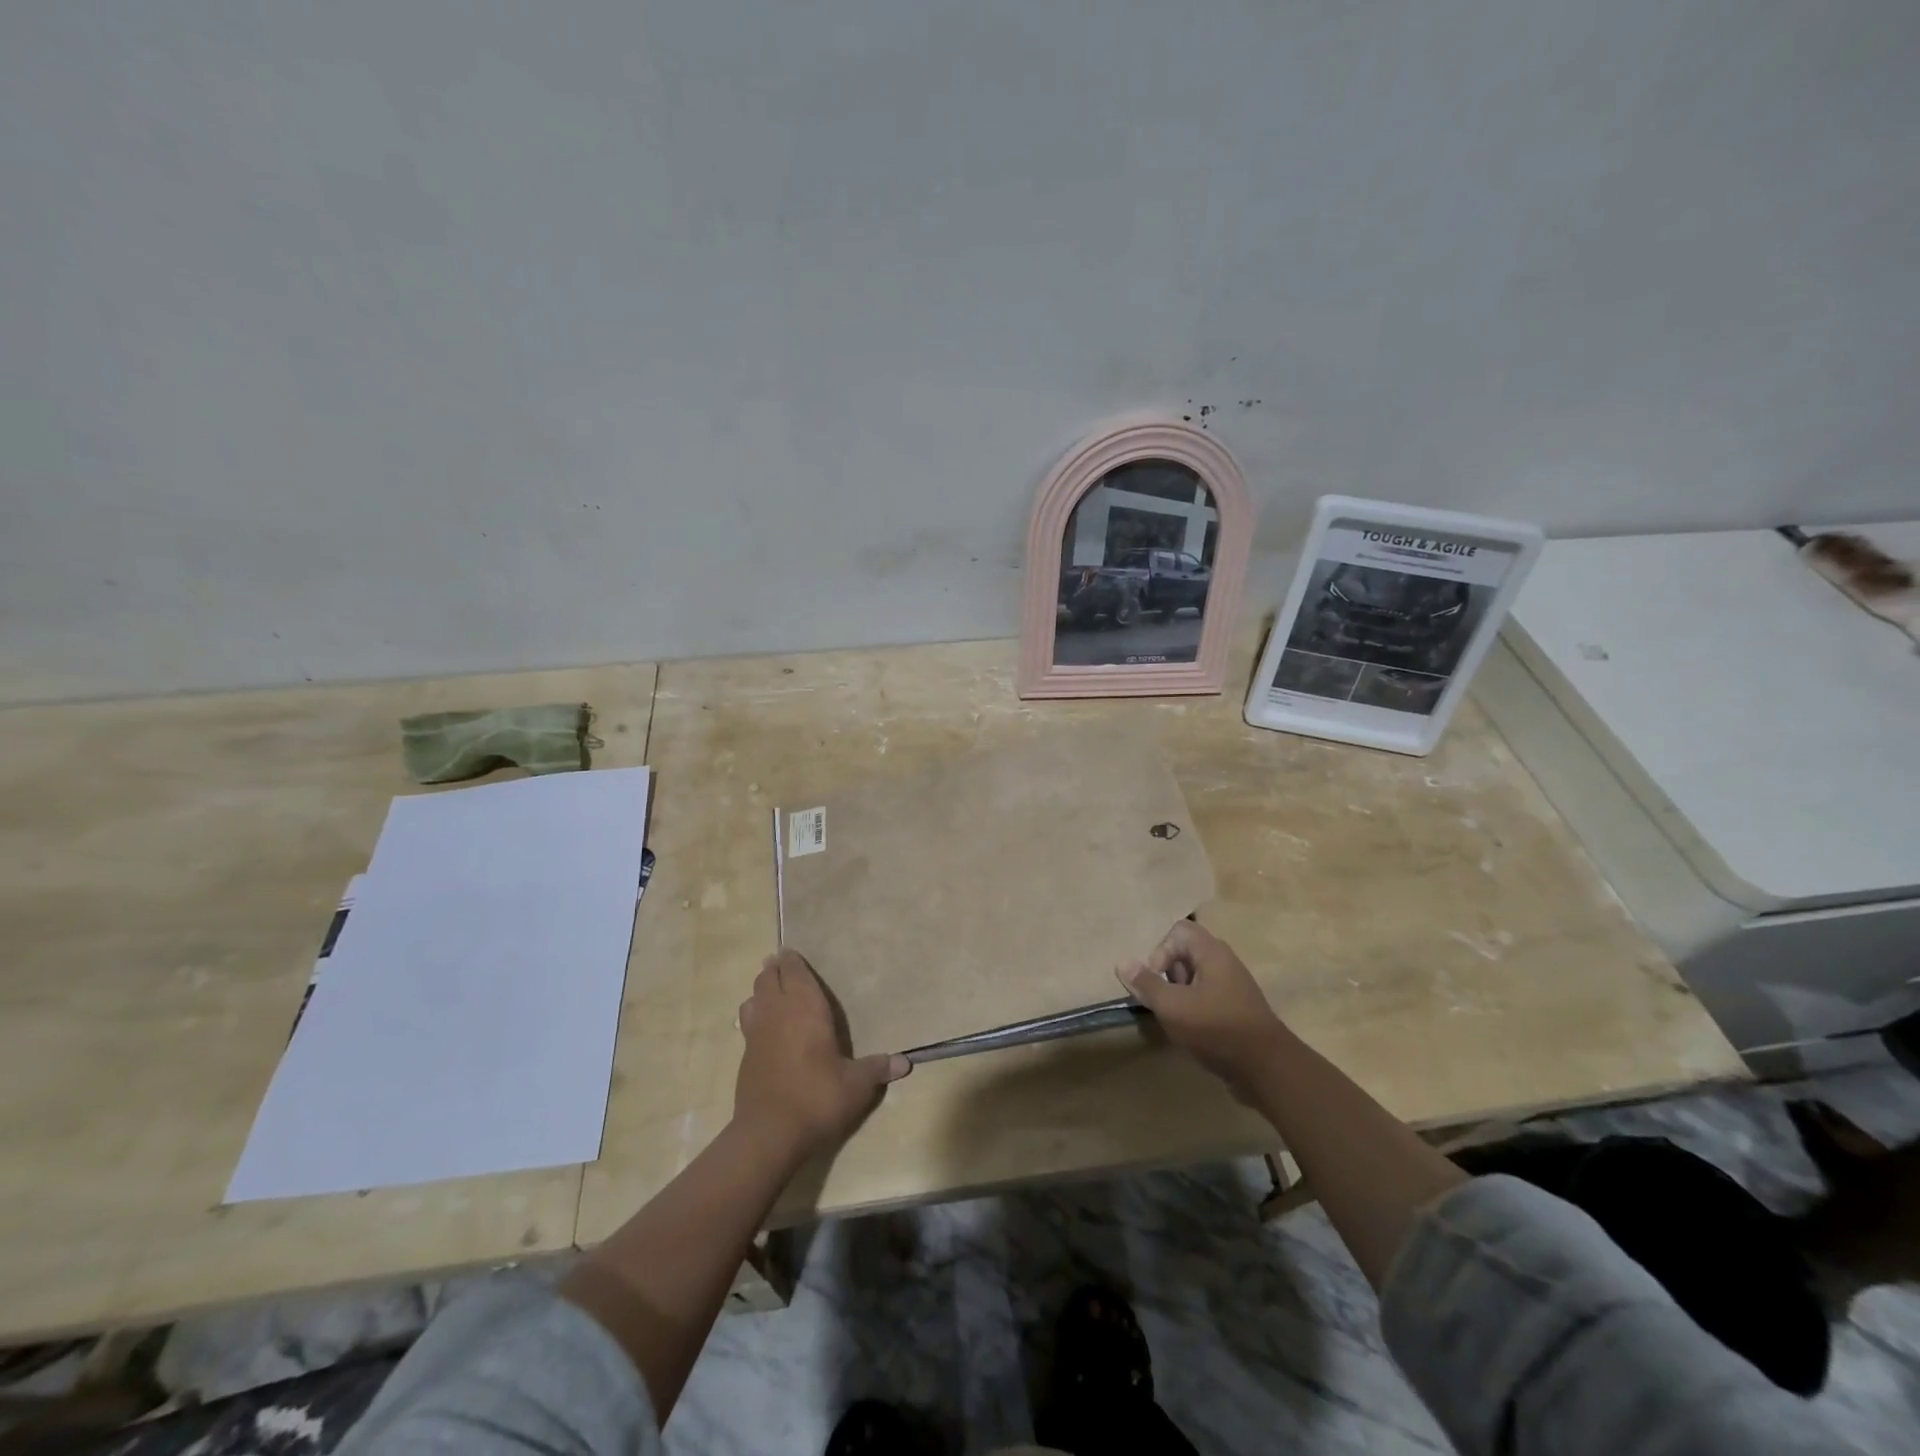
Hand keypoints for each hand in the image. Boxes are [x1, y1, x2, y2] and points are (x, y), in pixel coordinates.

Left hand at [734, 949, 908, 1160]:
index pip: (794, 971)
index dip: (793, 960)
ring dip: (762, 990)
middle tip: (783, 965)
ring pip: (753, 996)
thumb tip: (904, 1063)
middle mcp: (778, 1011)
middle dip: (776, 969)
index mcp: (805, 1007)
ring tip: (771, 991)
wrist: (769, 1133)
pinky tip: (763, 1026)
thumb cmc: (817, 1097)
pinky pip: (747, 1021)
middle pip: (768, 977)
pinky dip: (754, 1015)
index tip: (793, 952)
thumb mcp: (855, 1085)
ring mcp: (756, 1032)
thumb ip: (877, 1069)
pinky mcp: (745, 1055)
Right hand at [1117, 921, 1290, 1101]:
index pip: (1178, 930)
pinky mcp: (1237, 1011)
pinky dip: (1193, 1010)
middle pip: (1185, 954)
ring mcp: (1233, 987)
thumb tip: (1122, 963)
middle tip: (1164, 1002)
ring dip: (1178, 995)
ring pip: (1195, 978)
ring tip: (1175, 1020)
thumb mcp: (1172, 1006)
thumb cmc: (1216, 1028)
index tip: (1157, 980)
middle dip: (1167, 975)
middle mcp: (1225, 963)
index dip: (1160, 950)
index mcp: (1212, 953)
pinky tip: (1190, 1033)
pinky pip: (1207, 998)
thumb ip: (1146, 983)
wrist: (1266, 1069)